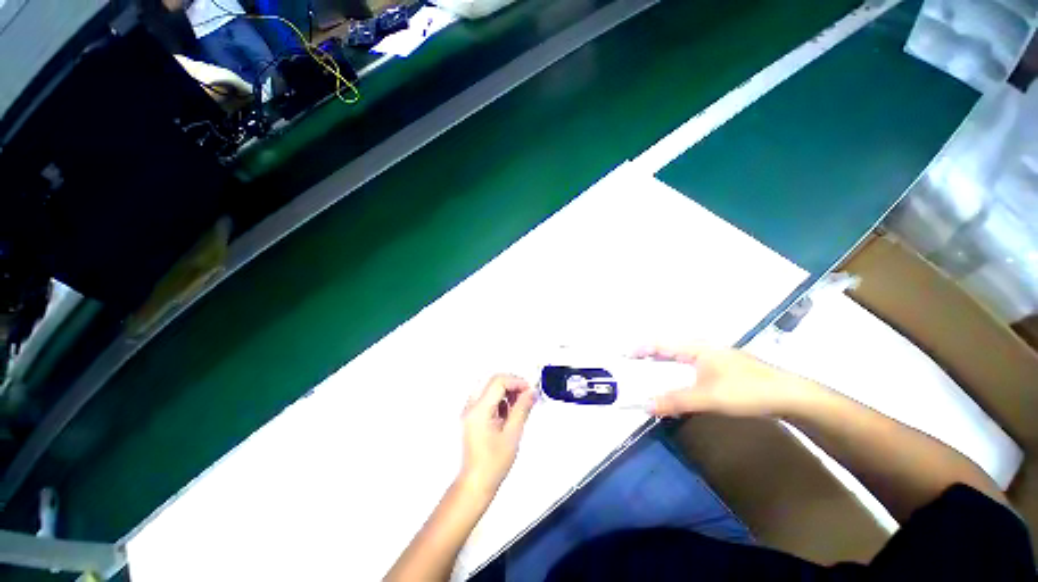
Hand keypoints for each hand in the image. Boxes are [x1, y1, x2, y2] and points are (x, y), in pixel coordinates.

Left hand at [459, 374, 536, 495]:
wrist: (476, 483)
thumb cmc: (492, 464)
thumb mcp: (512, 435)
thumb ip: (522, 409)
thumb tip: (531, 392)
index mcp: (479, 410)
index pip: (498, 381)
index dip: (516, 382)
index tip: (529, 390)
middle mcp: (471, 407)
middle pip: (493, 381)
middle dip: (512, 385)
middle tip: (526, 396)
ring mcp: (470, 411)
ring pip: (490, 388)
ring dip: (506, 393)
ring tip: (518, 408)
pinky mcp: (473, 416)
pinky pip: (487, 398)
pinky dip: (500, 400)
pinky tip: (508, 414)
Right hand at [635, 345, 805, 417]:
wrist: (791, 396)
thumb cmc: (747, 390)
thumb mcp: (708, 397)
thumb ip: (675, 401)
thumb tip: (645, 405)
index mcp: (696, 347)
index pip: (660, 343)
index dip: (640, 348)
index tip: (624, 356)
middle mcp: (702, 348)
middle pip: (668, 348)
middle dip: (649, 356)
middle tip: (633, 366)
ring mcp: (714, 358)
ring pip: (680, 358)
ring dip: (663, 365)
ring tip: (650, 374)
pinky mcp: (723, 369)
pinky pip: (691, 367)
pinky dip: (678, 373)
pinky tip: (679, 384)